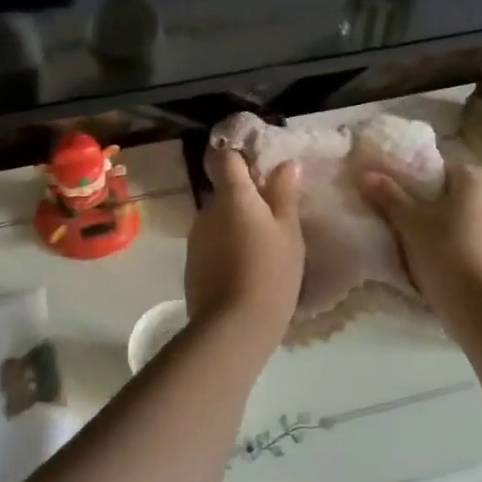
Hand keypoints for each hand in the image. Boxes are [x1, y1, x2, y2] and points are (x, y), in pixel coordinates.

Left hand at [184, 147, 303, 335]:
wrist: (233, 327)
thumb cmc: (271, 273)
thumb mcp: (289, 233)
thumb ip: (284, 194)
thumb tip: (286, 164)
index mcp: (233, 195)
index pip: (225, 156)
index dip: (239, 153)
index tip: (259, 163)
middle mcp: (208, 210)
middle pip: (224, 190)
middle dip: (245, 196)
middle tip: (273, 215)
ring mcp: (196, 237)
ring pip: (218, 218)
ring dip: (236, 224)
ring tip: (262, 247)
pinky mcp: (192, 263)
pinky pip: (212, 242)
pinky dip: (227, 246)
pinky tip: (246, 268)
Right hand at [361, 160, 481, 328]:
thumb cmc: (446, 253)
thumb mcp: (410, 222)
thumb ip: (388, 195)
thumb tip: (365, 173)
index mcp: (475, 179)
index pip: (435, 170)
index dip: (409, 182)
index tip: (390, 199)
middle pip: (446, 195)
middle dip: (422, 207)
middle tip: (395, 223)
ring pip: (456, 220)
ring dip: (435, 229)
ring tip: (409, 245)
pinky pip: (467, 241)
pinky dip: (450, 247)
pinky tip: (433, 263)